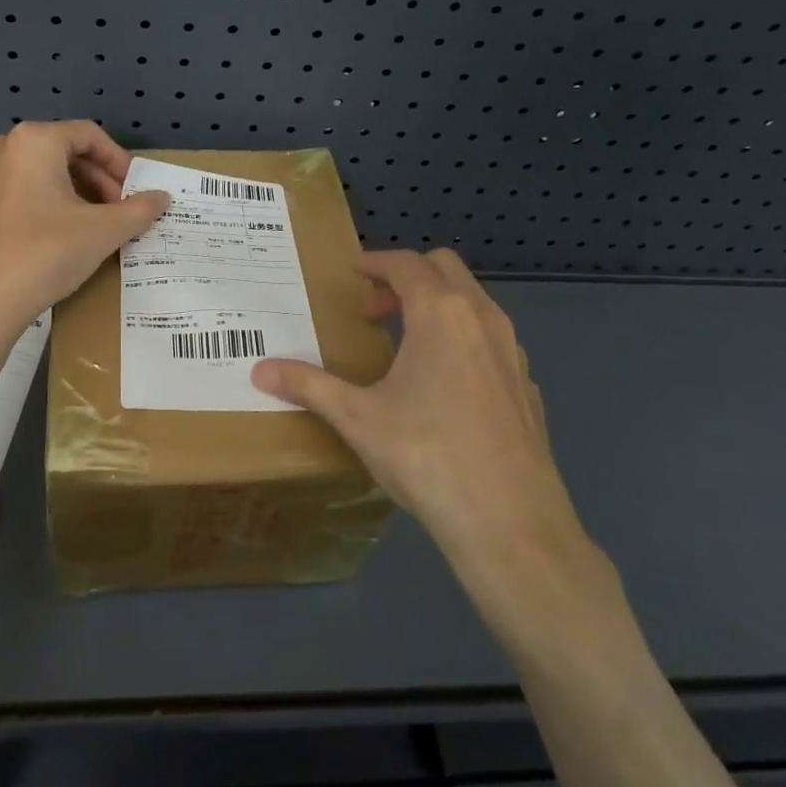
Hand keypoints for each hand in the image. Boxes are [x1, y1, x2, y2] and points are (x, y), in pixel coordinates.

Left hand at [0, 121, 168, 339]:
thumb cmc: (45, 254)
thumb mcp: (104, 231)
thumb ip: (138, 209)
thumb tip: (162, 197)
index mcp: (32, 141)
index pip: (88, 135)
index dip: (118, 161)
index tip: (134, 191)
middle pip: (58, 152)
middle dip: (93, 179)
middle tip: (114, 211)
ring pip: (30, 174)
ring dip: (63, 193)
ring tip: (83, 226)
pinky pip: (4, 197)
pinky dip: (30, 208)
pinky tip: (41, 239)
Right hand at [251, 248, 596, 585]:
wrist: (512, 524)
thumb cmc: (427, 456)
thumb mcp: (357, 419)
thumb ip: (309, 386)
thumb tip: (259, 371)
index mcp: (441, 314)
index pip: (406, 264)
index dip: (375, 262)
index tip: (352, 272)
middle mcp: (483, 319)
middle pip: (445, 269)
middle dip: (405, 277)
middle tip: (372, 312)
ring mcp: (512, 352)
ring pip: (473, 302)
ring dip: (436, 305)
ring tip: (403, 344)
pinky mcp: (526, 386)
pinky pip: (490, 339)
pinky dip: (461, 338)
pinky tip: (443, 385)